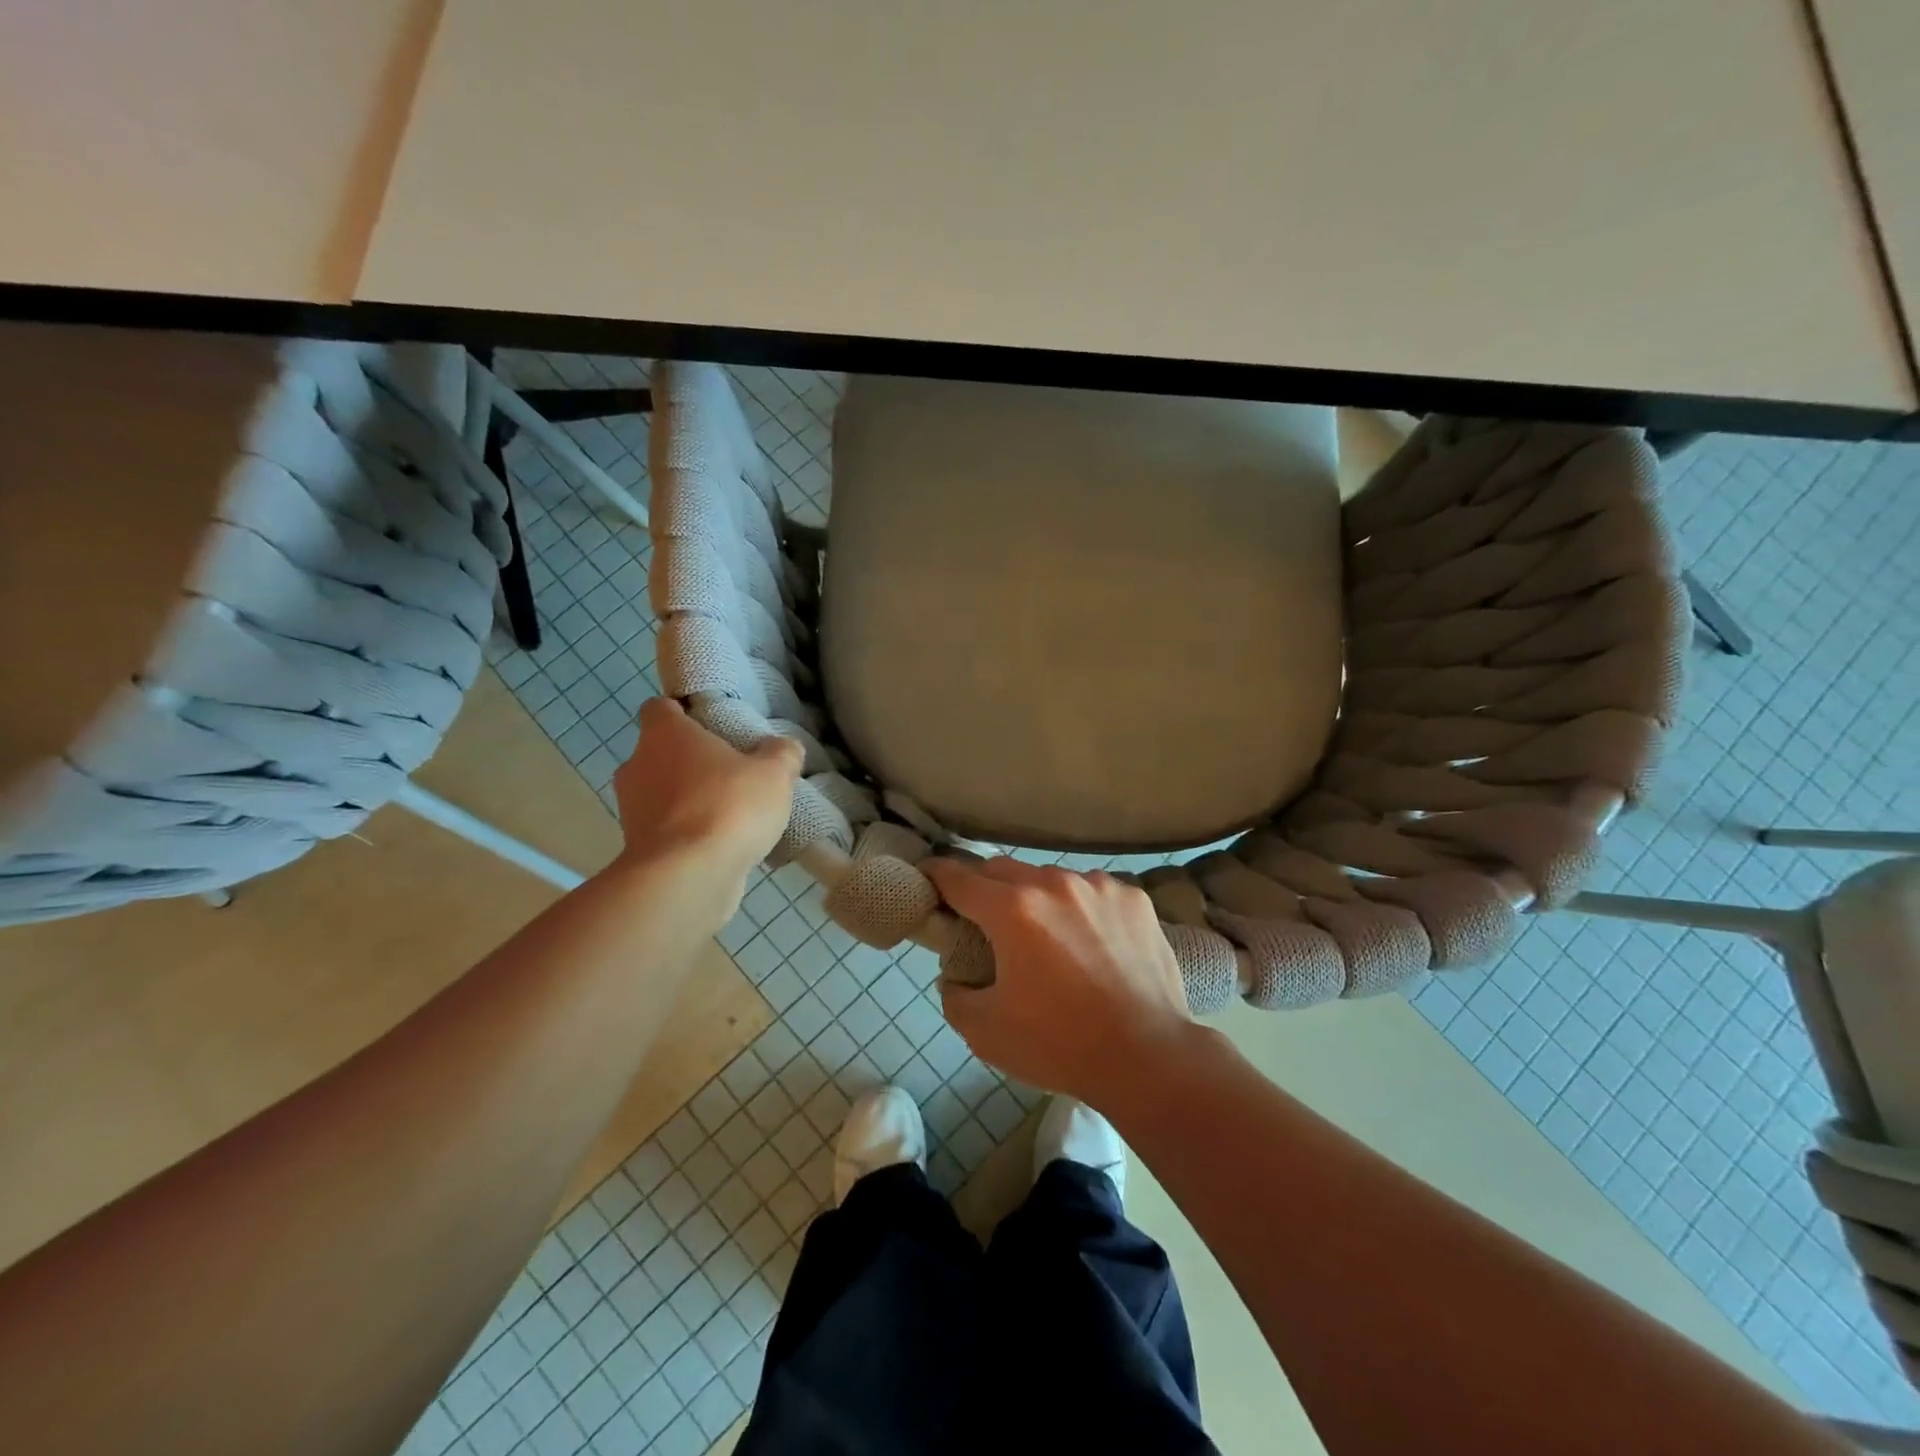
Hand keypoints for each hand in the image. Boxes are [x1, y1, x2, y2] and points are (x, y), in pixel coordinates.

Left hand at [612, 699, 801, 893]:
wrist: (687, 877)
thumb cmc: (727, 807)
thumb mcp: (774, 773)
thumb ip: (781, 754)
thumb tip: (783, 747)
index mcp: (663, 734)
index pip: (660, 708)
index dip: (684, 713)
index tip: (712, 725)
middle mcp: (637, 765)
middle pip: (661, 753)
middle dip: (692, 762)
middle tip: (731, 771)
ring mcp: (632, 810)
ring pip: (662, 794)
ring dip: (689, 800)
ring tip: (731, 813)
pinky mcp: (637, 849)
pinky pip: (666, 831)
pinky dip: (687, 834)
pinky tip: (721, 845)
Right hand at [923, 857, 1194, 1105]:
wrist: (1149, 1058)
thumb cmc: (1060, 1045)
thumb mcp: (985, 1032)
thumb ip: (954, 995)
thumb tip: (957, 975)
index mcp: (1013, 910)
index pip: (959, 878)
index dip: (937, 875)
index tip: (927, 876)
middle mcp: (1054, 884)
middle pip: (1003, 870)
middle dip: (985, 887)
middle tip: (984, 918)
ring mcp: (1099, 887)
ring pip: (1051, 878)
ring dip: (1037, 898)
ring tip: (1047, 937)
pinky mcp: (1134, 899)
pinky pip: (1093, 892)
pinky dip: (1081, 908)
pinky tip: (1092, 943)